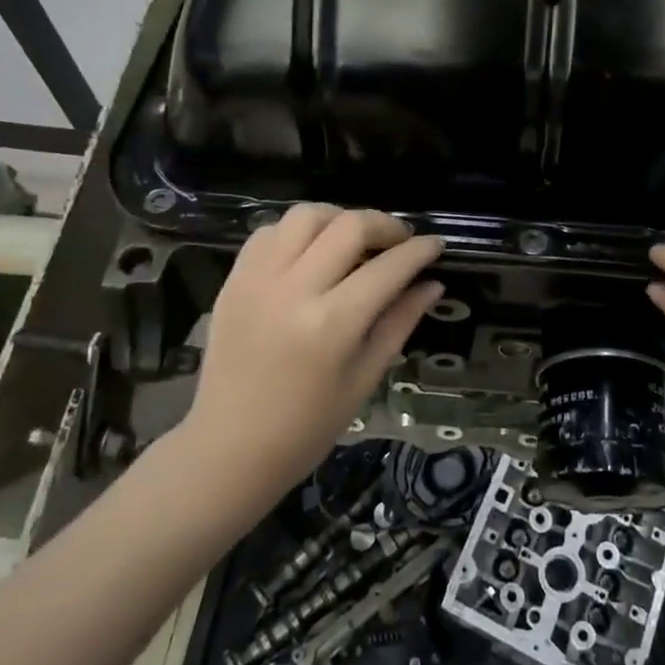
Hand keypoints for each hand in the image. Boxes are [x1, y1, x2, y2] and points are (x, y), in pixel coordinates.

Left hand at [183, 204, 442, 496]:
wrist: (229, 448)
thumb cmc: (307, 427)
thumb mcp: (364, 378)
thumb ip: (399, 322)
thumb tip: (432, 284)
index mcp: (332, 325)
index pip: (387, 268)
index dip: (419, 251)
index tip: (435, 244)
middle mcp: (293, 290)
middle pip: (348, 226)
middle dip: (385, 225)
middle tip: (399, 241)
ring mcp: (257, 280)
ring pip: (305, 216)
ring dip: (339, 218)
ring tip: (354, 240)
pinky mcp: (234, 280)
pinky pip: (269, 232)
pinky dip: (297, 232)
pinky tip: (311, 253)